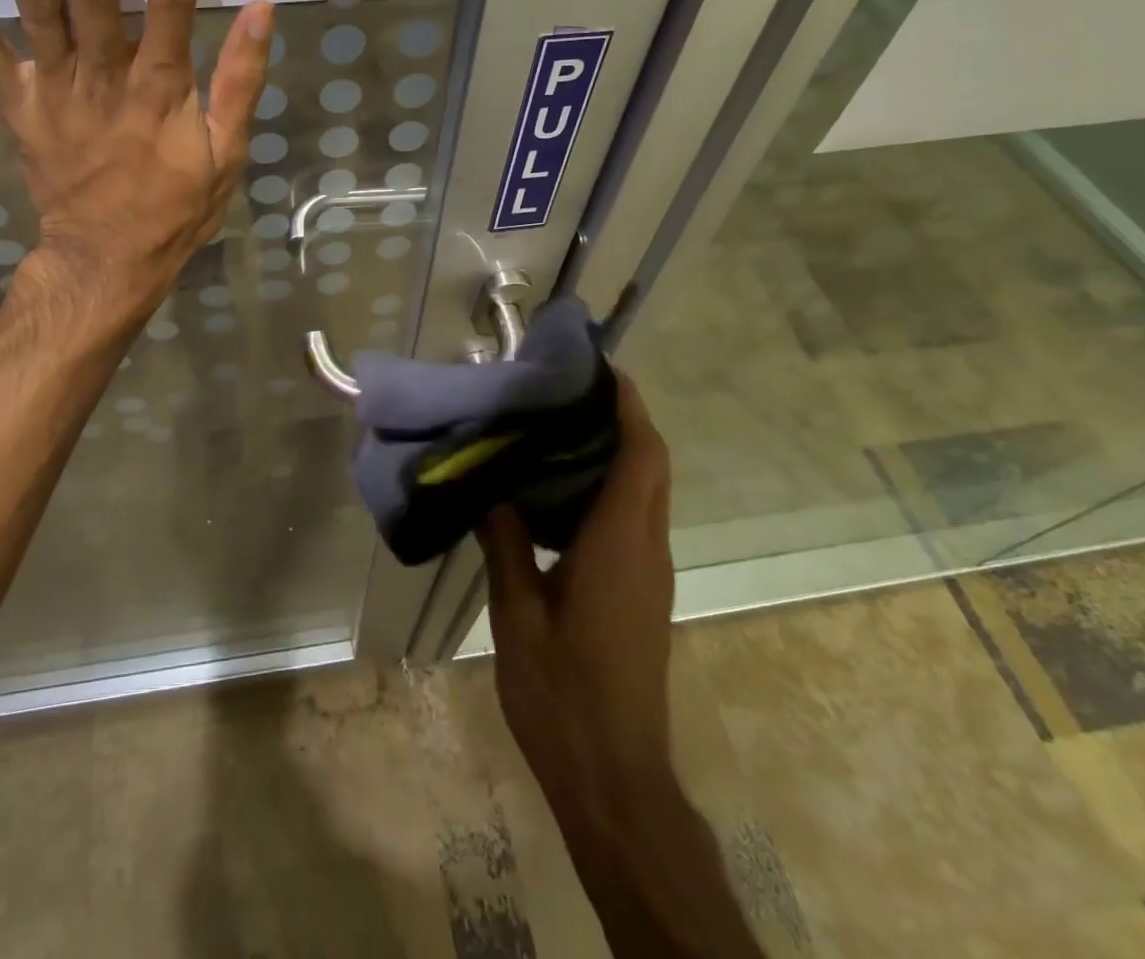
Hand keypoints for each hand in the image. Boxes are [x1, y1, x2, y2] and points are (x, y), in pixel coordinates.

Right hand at [478, 376, 759, 955]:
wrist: (615, 776)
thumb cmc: (563, 694)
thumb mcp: (517, 616)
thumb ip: (506, 545)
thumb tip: (492, 488)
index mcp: (619, 544)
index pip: (641, 455)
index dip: (628, 406)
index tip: (599, 368)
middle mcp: (645, 548)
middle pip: (652, 465)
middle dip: (624, 418)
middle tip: (568, 389)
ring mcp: (649, 572)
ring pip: (646, 490)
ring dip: (618, 449)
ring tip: (558, 425)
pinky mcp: (642, 590)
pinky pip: (634, 517)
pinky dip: (610, 485)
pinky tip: (557, 489)